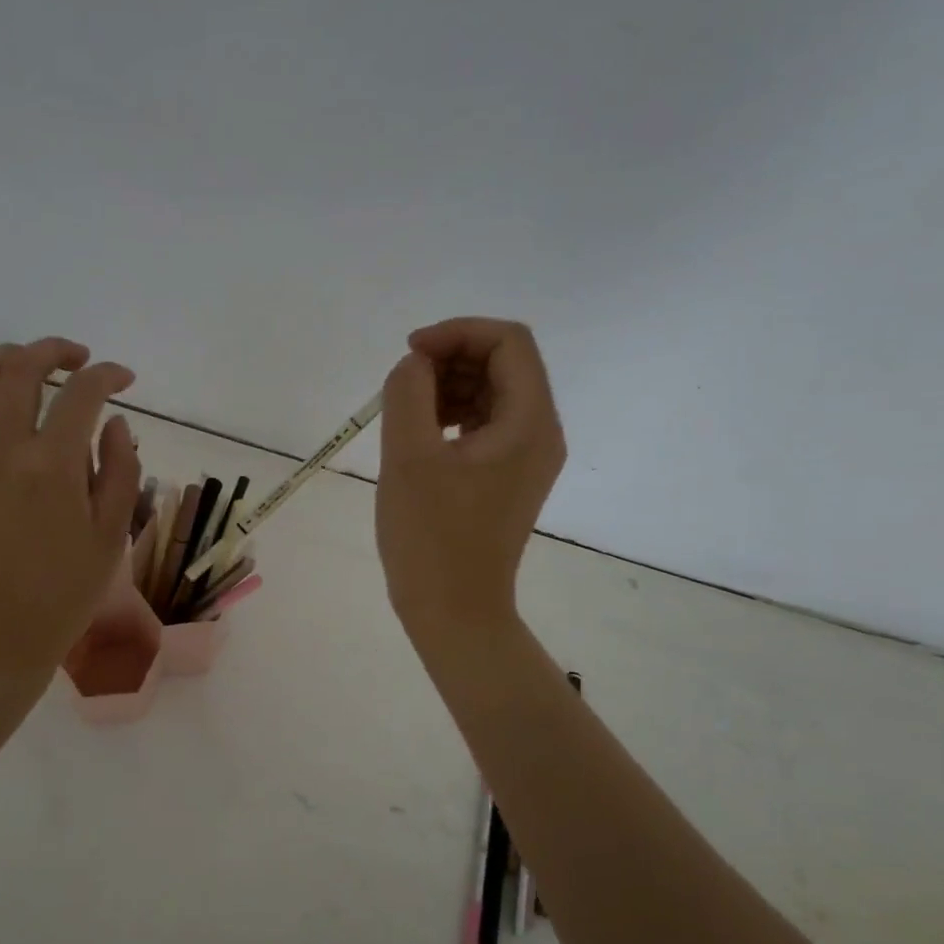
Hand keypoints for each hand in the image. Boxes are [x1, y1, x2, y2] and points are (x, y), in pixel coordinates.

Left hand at [0, 338, 140, 676]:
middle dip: (54, 350)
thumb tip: (115, 423)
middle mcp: (3, 449)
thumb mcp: (111, 535)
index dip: (109, 375)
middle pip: (20, 369)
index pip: (82, 393)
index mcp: (53, 465)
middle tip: (78, 358)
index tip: (125, 378)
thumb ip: (121, 470)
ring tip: (27, 364)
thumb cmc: (64, 592)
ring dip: (2, 360)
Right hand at [375, 318, 564, 646]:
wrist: (454, 611)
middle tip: (403, 385)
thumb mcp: (408, 457)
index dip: (457, 333)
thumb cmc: (431, 537)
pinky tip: (420, 436)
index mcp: (529, 423)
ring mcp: (527, 457)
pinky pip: (486, 425)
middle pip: (505, 363)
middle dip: (451, 359)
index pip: (509, 342)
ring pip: (493, 392)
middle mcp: (540, 433)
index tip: (410, 354)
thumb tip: (415, 365)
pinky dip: (453, 416)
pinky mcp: (508, 477)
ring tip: (406, 413)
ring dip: (449, 387)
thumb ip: (408, 393)